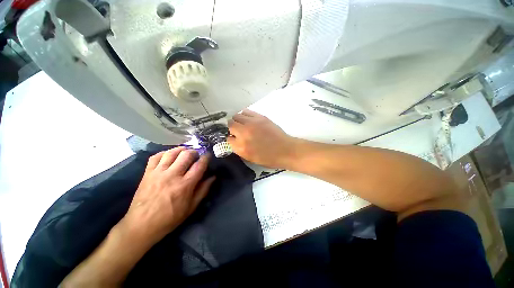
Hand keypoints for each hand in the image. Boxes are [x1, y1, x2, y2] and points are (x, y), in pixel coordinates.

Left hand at [118, 147, 214, 245]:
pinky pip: (155, 157)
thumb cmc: (170, 218)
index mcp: (185, 185)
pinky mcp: (147, 173)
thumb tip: (213, 177)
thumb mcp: (191, 207)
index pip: (199, 165)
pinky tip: (169, 155)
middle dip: (194, 152)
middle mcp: (173, 175)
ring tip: (185, 151)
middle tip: (197, 154)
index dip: (206, 158)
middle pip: (186, 155)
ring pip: (171, 153)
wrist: (141, 225)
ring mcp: (158, 173)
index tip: (208, 155)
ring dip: (181, 149)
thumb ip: (203, 190)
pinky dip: (164, 153)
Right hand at [228, 109, 295, 167]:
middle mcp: (244, 133)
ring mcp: (252, 123)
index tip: (236, 140)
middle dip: (232, 129)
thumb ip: (239, 149)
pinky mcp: (260, 117)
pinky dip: (245, 115)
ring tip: (243, 125)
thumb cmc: (269, 158)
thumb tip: (234, 140)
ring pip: (236, 116)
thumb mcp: (250, 158)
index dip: (232, 139)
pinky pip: (246, 111)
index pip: (228, 139)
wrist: (285, 150)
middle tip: (239, 131)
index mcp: (241, 147)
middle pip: (230, 125)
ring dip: (238, 121)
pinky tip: (249, 120)